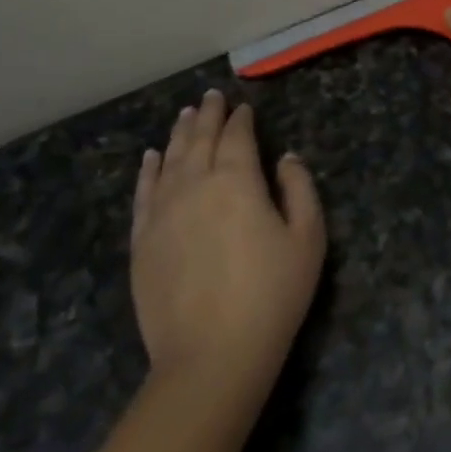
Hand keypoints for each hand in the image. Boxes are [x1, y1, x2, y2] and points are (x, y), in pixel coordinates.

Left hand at [129, 92, 324, 392]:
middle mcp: (195, 185)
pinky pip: (143, 192)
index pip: (237, 137)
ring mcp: (162, 212)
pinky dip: (149, 169)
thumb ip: (300, 190)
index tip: (244, 107)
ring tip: (186, 114)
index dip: (242, 120)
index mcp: (238, 181)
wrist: (211, 354)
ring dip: (179, 133)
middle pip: (200, 140)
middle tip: (212, 97)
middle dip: (209, 115)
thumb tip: (287, 158)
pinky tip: (152, 156)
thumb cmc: (272, 294)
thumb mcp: (308, 239)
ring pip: (170, 159)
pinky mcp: (142, 240)